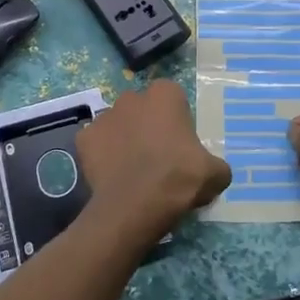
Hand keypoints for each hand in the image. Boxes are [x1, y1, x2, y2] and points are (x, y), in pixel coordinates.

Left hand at [76, 80, 230, 238]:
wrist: (135, 205)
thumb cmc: (179, 178)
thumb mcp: (215, 174)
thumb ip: (216, 165)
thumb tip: (214, 171)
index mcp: (165, 94)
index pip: (173, 98)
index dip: (177, 120)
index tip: (181, 143)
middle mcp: (131, 97)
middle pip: (142, 108)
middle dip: (148, 125)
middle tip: (158, 156)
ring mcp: (104, 116)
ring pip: (118, 124)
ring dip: (124, 139)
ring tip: (133, 169)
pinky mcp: (83, 139)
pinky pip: (96, 144)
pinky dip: (103, 156)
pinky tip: (113, 176)